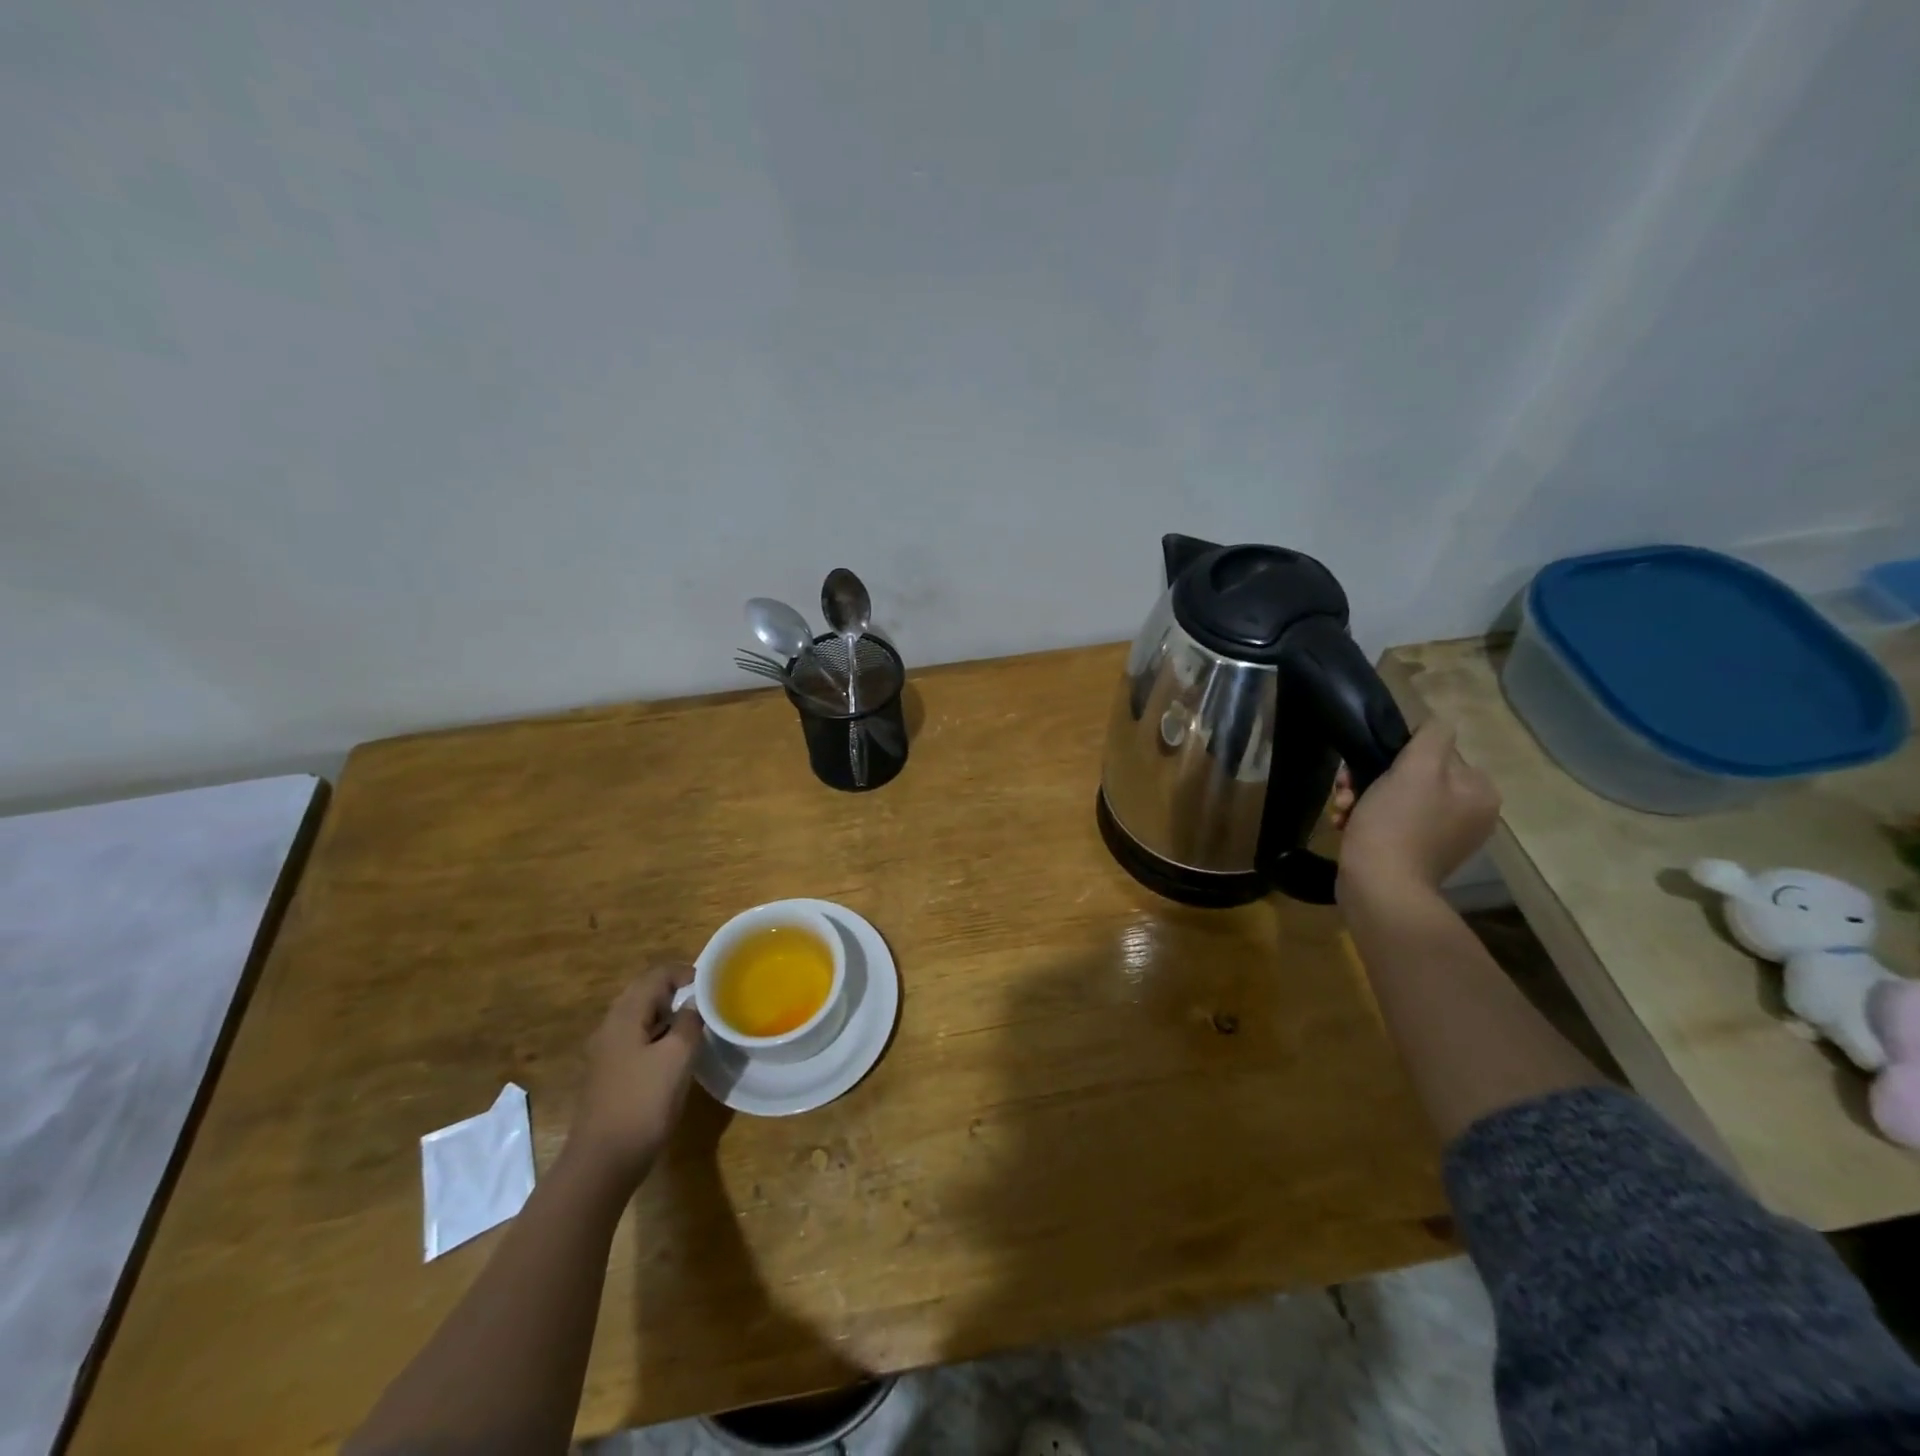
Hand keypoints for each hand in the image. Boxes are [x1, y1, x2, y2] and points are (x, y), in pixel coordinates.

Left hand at [565, 965, 703, 1186]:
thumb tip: (694, 1003)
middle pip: (644, 993)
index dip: (684, 972)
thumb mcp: (677, 1057)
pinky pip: (637, 1039)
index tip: (711, 984)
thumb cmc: (643, 1103)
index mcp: (624, 1017)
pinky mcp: (610, 1074)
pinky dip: (658, 1035)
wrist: (603, 1163)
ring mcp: (606, 1053)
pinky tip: (676, 1053)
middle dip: (675, 991)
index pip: (655, 976)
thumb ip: (689, 1022)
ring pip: (640, 1017)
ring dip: (668, 1014)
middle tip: (706, 1001)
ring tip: (696, 1024)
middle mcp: (610, 1028)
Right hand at [1334, 720, 1499, 901]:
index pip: (1434, 753)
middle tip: (1345, 790)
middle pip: (1411, 776)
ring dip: (1361, 798)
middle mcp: (1468, 814)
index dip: (1394, 755)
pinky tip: (1344, 825)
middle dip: (1370, 779)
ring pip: (1394, 798)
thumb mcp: (1416, 768)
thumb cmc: (1397, 823)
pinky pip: (1388, 823)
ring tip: (1340, 810)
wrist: (1379, 887)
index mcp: (1478, 792)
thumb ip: (1432, 737)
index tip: (1364, 767)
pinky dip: (1364, 820)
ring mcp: (1441, 837)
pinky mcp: (1415, 854)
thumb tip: (1436, 723)